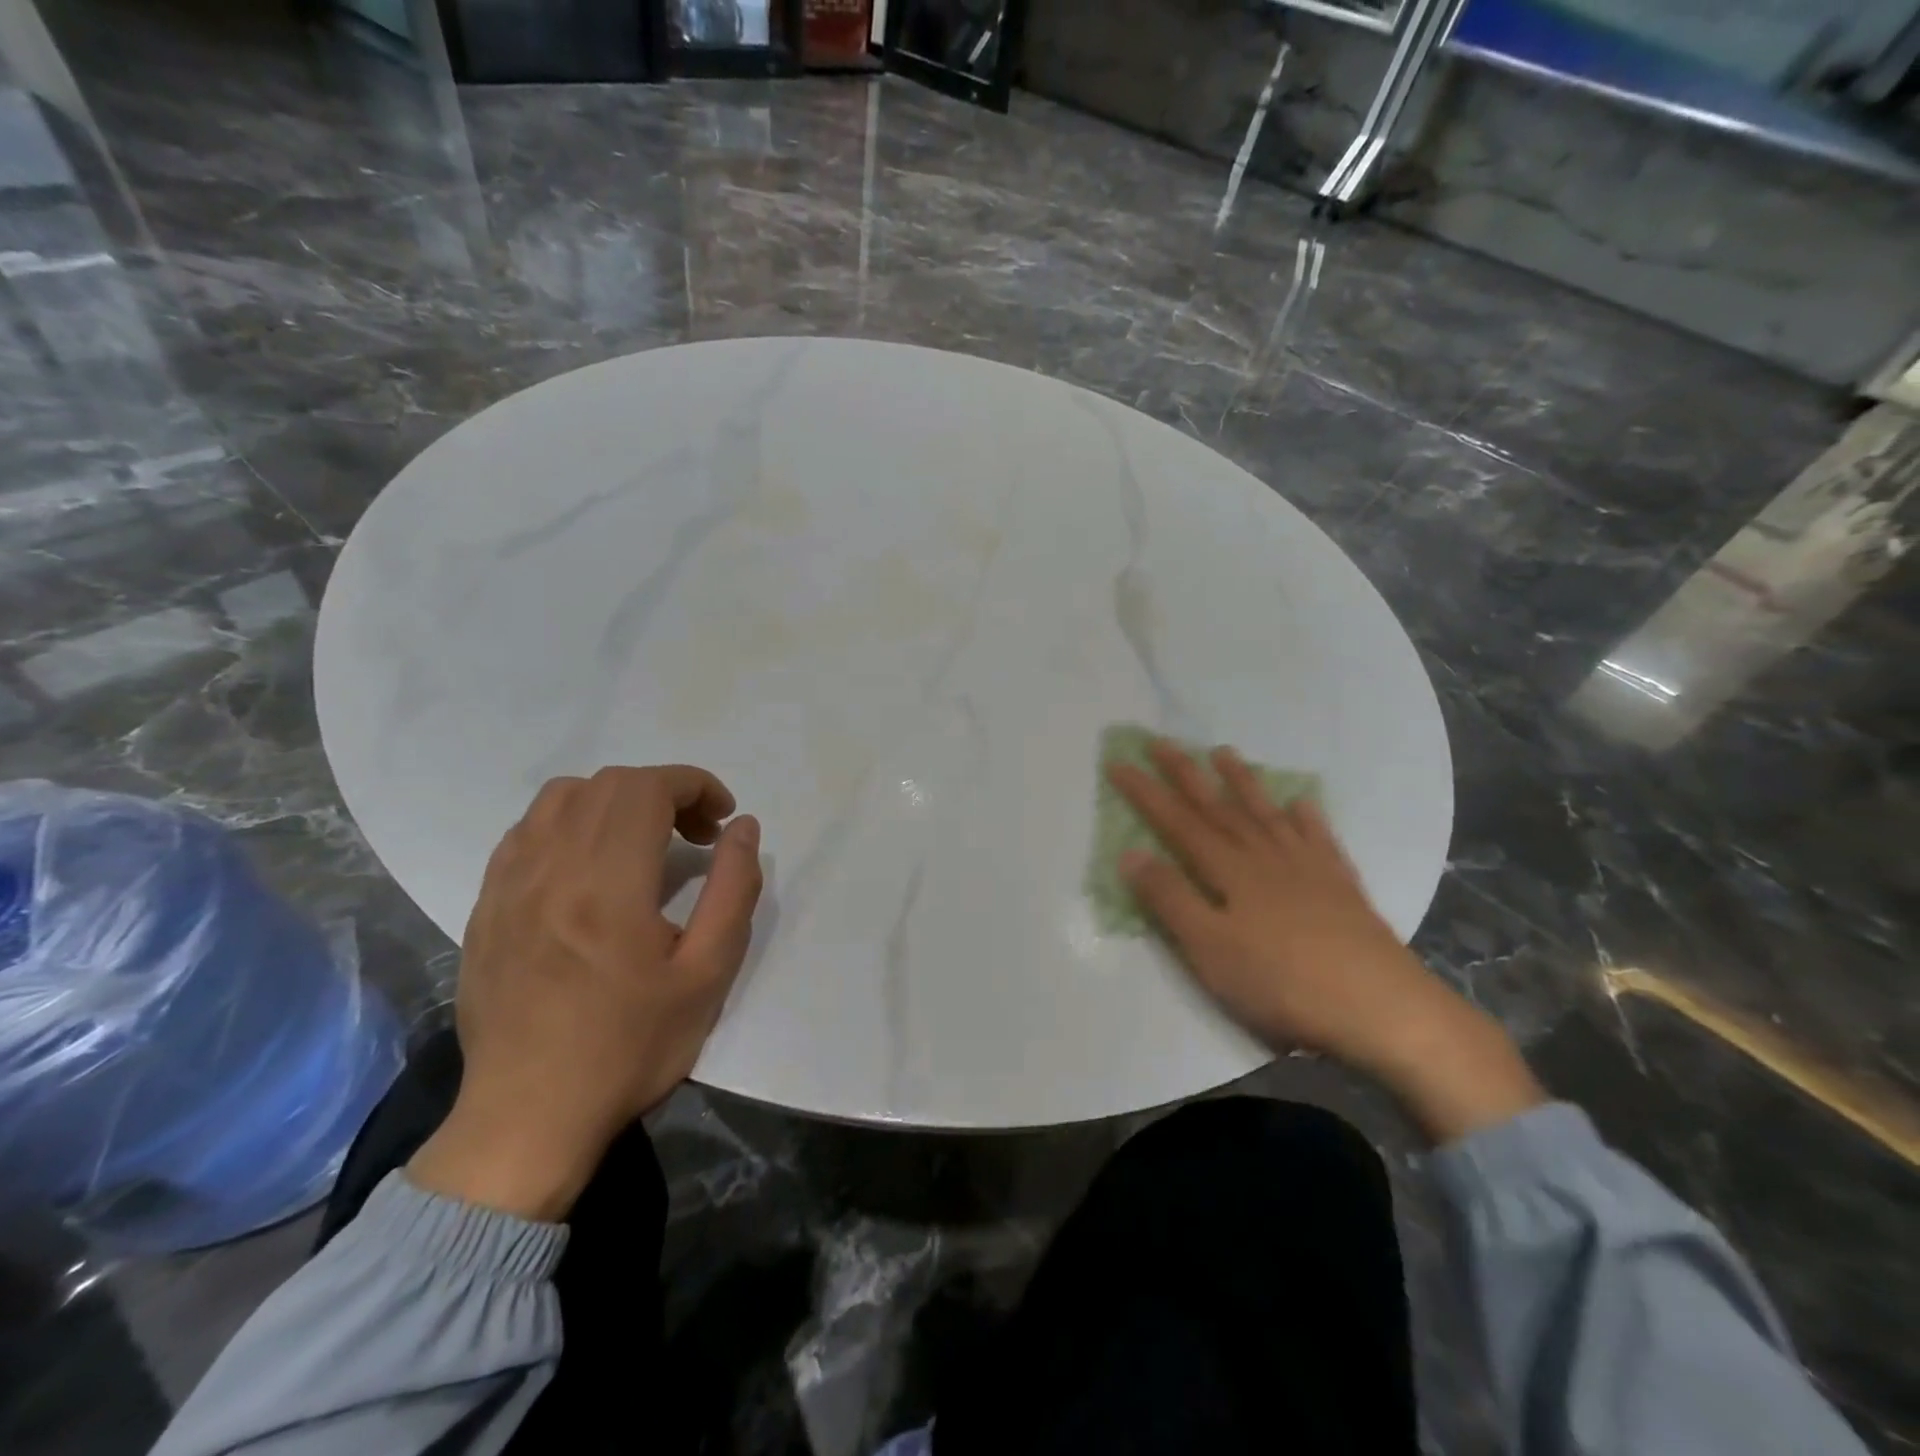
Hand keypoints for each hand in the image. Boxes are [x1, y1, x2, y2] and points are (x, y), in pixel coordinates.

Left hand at [409, 765, 762, 1218]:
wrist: (529, 1118)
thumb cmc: (630, 1048)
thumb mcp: (708, 974)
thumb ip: (733, 889)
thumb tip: (743, 828)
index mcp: (607, 884)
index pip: (648, 788)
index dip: (695, 785)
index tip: (722, 818)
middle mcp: (551, 869)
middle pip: (609, 784)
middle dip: (665, 791)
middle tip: (696, 836)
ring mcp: (509, 885)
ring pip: (561, 797)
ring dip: (615, 800)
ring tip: (643, 842)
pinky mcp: (486, 906)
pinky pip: (526, 831)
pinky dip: (570, 823)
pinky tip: (590, 864)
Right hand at [1109, 741, 1543, 1142]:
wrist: (1380, 1006)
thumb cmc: (1281, 982)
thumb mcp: (1209, 948)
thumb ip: (1169, 898)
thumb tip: (1130, 852)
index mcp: (1229, 870)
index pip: (1177, 822)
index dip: (1145, 792)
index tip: (1119, 762)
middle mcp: (1265, 856)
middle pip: (1218, 807)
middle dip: (1185, 774)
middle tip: (1161, 742)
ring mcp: (1307, 867)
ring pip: (1265, 813)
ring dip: (1241, 782)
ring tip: (1224, 754)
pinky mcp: (1341, 886)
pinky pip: (1318, 839)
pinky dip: (1306, 818)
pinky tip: (1302, 804)